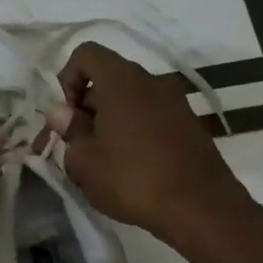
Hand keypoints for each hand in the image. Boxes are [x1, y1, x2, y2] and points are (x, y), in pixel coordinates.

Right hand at [46, 41, 248, 242]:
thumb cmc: (133, 180)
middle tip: (80, 147)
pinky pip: (151, 116)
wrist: (201, 208)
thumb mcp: (86, 162)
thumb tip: (62, 112)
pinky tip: (132, 168)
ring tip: (104, 162)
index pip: (86, 54)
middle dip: (88, 107)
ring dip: (111, 122)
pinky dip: (135, 131)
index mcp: (122, 81)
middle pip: (109, 78)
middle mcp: (151, 81)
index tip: (68, 117)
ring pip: (130, 100)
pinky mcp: (190, 124)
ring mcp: (175, 102)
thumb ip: (71, 131)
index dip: (68, 79)